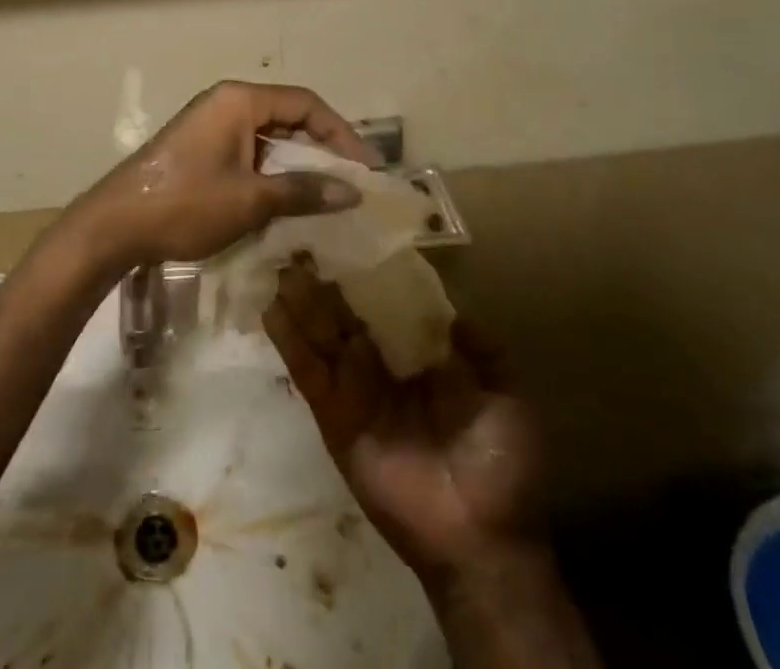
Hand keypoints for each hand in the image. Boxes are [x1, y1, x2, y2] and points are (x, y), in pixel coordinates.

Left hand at [73, 81, 375, 270]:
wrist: (115, 224)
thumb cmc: (186, 204)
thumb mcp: (251, 200)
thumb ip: (303, 191)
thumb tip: (352, 191)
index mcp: (239, 100)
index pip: (305, 103)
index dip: (341, 133)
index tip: (366, 167)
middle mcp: (226, 103)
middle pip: (287, 116)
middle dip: (321, 148)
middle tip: (350, 183)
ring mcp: (209, 125)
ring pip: (268, 137)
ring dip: (296, 163)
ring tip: (324, 196)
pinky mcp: (199, 148)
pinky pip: (247, 151)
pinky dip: (271, 172)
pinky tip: (284, 201)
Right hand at [264, 266, 545, 593]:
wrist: (482, 540)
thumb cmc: (501, 465)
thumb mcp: (506, 397)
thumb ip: (485, 352)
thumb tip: (456, 311)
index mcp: (418, 360)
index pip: (386, 308)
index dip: (366, 276)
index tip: (347, 239)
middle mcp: (381, 369)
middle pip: (345, 316)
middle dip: (323, 282)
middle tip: (299, 242)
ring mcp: (353, 392)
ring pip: (321, 336)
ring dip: (300, 302)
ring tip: (279, 264)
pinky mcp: (334, 417)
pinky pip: (309, 373)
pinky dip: (290, 341)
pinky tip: (273, 309)